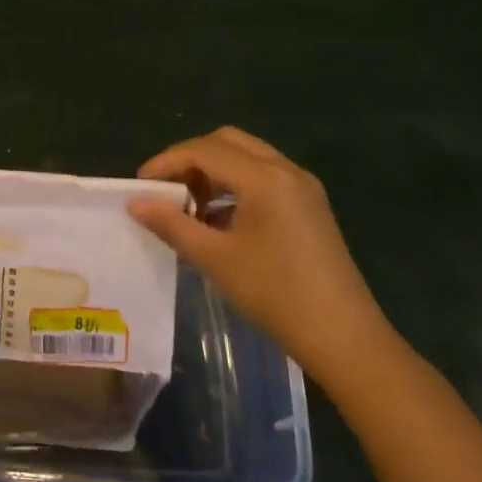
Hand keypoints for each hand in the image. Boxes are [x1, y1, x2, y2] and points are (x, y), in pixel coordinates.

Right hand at [128, 127, 392, 380]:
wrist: (346, 340)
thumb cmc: (276, 295)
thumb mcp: (216, 259)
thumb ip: (172, 224)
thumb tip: (135, 203)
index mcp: (264, 178)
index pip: (204, 150)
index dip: (167, 162)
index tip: (140, 185)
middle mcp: (286, 170)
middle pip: (226, 142)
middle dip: (190, 159)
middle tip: (166, 188)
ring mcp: (303, 186)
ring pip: (247, 157)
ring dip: (213, 171)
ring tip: (190, 207)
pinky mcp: (310, 205)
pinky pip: (264, 176)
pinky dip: (235, 184)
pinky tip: (221, 219)